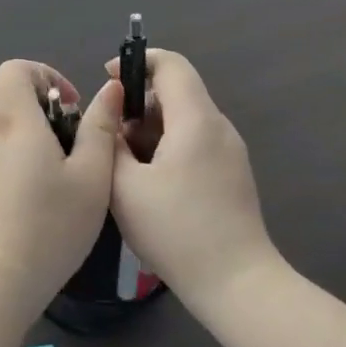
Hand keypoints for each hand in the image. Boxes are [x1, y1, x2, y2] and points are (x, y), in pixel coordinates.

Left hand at [0, 60, 115, 310]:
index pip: (13, 69)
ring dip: (48, 136)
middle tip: (83, 144)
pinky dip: (36, 158)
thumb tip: (109, 89)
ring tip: (76, 174)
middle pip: (18, 97)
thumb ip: (100, 127)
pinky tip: (57, 195)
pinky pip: (13, 152)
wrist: (1, 276)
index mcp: (16, 120)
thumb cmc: (52, 221)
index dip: (45, 73)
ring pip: (18, 127)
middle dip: (54, 109)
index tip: (72, 104)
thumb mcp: (92, 174)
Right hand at [108, 48, 279, 310]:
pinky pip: (196, 142)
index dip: (136, 61)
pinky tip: (151, 184)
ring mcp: (231, 152)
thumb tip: (111, 122)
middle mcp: (219, 127)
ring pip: (184, 119)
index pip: (170, 64)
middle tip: (111, 138)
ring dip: (151, 129)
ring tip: (127, 167)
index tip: (107, 79)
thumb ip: (110, 143)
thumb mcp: (125, 187)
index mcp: (196, 120)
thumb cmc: (177, 231)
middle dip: (138, 105)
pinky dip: (169, 147)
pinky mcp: (233, 174)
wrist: (238, 285)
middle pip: (175, 91)